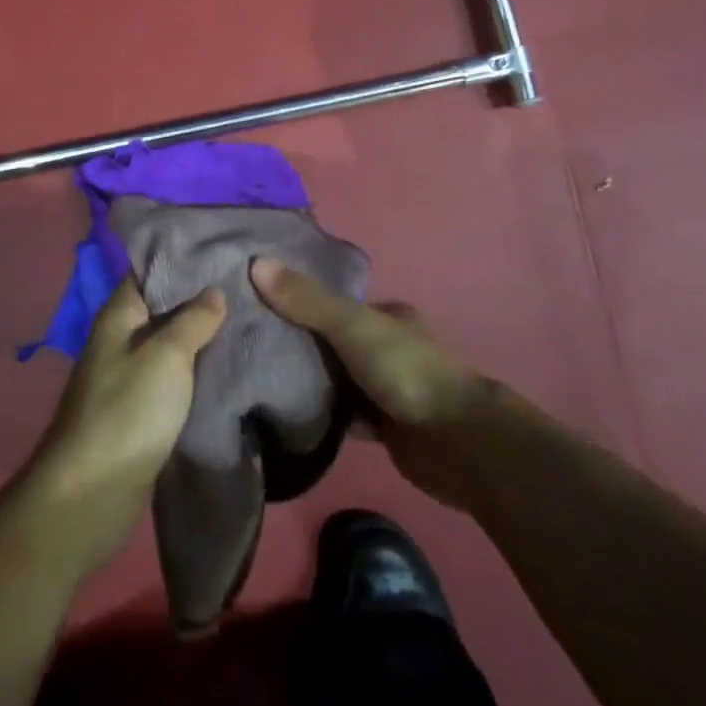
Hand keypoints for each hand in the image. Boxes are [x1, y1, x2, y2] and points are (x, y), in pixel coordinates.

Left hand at [25, 279, 224, 571]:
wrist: (93, 492)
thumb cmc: (127, 410)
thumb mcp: (166, 355)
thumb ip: (193, 319)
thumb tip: (215, 291)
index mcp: (119, 315)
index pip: (150, 269)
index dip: (183, 257)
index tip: (223, 246)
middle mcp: (122, 339)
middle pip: (165, 306)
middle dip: (202, 296)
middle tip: (248, 282)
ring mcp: (132, 376)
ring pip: (173, 344)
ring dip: (204, 334)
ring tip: (250, 315)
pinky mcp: (144, 409)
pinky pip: (176, 377)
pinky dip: (200, 368)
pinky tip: (233, 361)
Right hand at [250, 256, 496, 507]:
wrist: (456, 443)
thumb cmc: (406, 370)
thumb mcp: (352, 325)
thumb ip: (307, 300)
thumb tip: (256, 262)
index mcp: (387, 315)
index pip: (333, 303)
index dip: (297, 302)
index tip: (256, 306)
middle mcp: (387, 347)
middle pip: (332, 342)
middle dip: (298, 345)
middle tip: (248, 347)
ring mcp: (386, 388)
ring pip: (337, 380)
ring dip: (308, 383)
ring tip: (256, 380)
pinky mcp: (384, 427)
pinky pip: (343, 417)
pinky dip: (321, 418)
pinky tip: (286, 418)